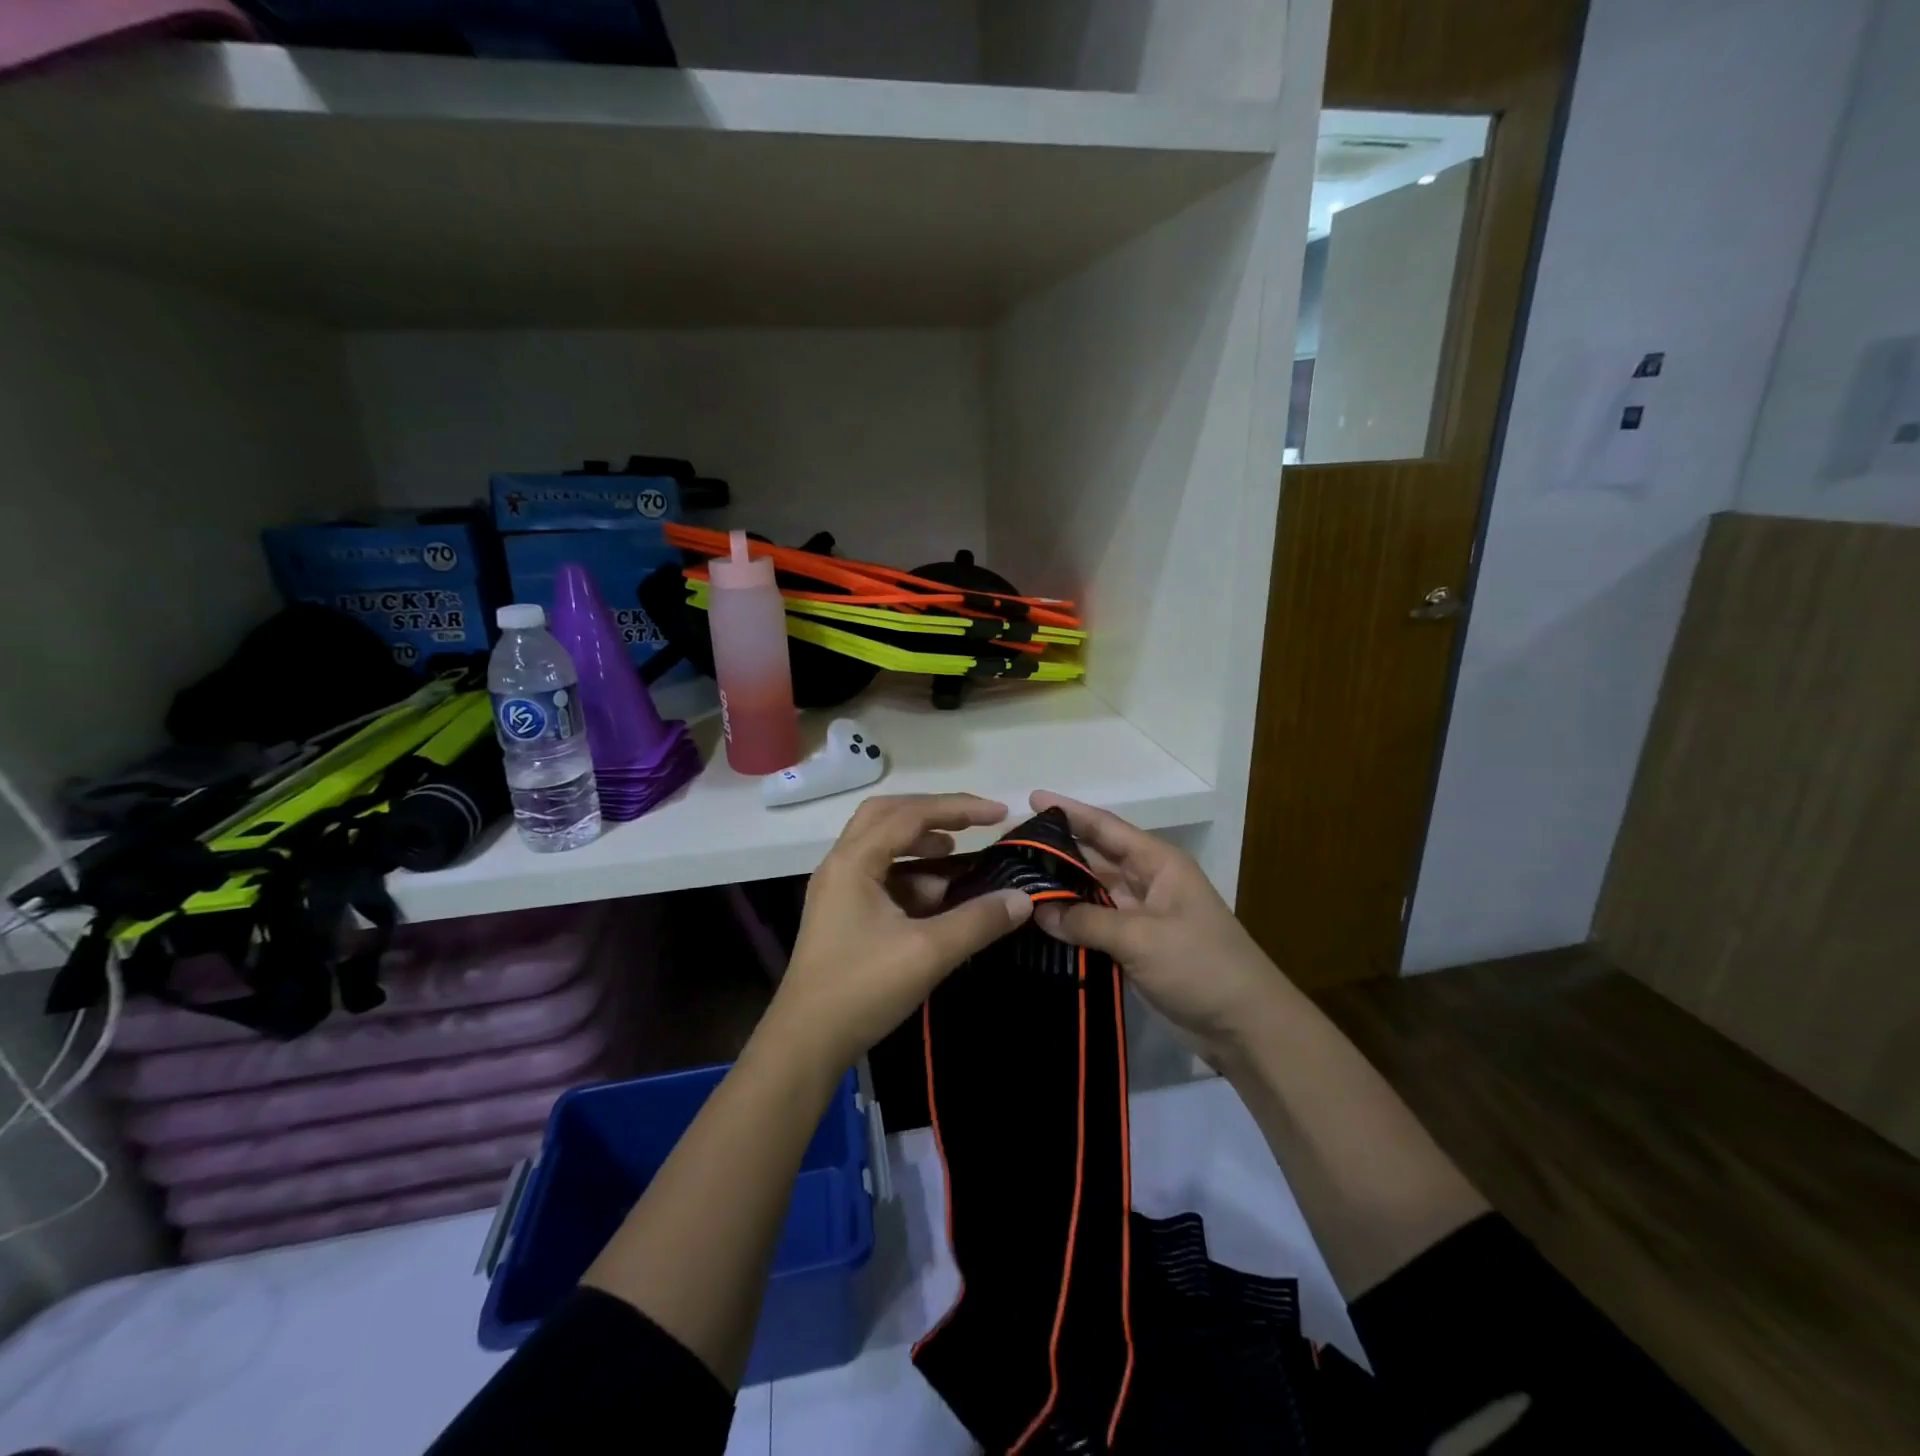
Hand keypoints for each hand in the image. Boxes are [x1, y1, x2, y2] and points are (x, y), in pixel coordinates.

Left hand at [763, 794, 1032, 1073]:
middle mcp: (841, 864)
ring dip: (921, 845)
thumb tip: (1023, 898)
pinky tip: (939, 896)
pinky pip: (880, 875)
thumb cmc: (862, 989)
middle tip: (973, 824)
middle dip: (934, 814)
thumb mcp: (928, 953)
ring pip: (882, 845)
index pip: (910, 815)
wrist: (805, 1043)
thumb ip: (978, 921)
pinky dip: (911, 874)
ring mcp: (838, 889)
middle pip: (888, 816)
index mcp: (854, 861)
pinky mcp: (842, 913)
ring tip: (959, 856)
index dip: (958, 808)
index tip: (999, 814)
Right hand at [1027, 791, 1290, 1055]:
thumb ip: (1088, 920)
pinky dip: (1069, 922)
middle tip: (1009, 847)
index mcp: (1158, 863)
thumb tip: (1039, 911)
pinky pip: (1094, 924)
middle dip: (1056, 850)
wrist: (1245, 1026)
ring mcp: (1140, 915)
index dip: (1070, 812)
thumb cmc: (1201, 966)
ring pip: (1090, 892)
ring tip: (1013, 882)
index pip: (1106, 828)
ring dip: (1059, 889)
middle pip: (1094, 858)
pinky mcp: (1134, 946)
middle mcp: (1146, 882)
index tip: (1031, 799)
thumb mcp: (1143, 937)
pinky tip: (1036, 922)